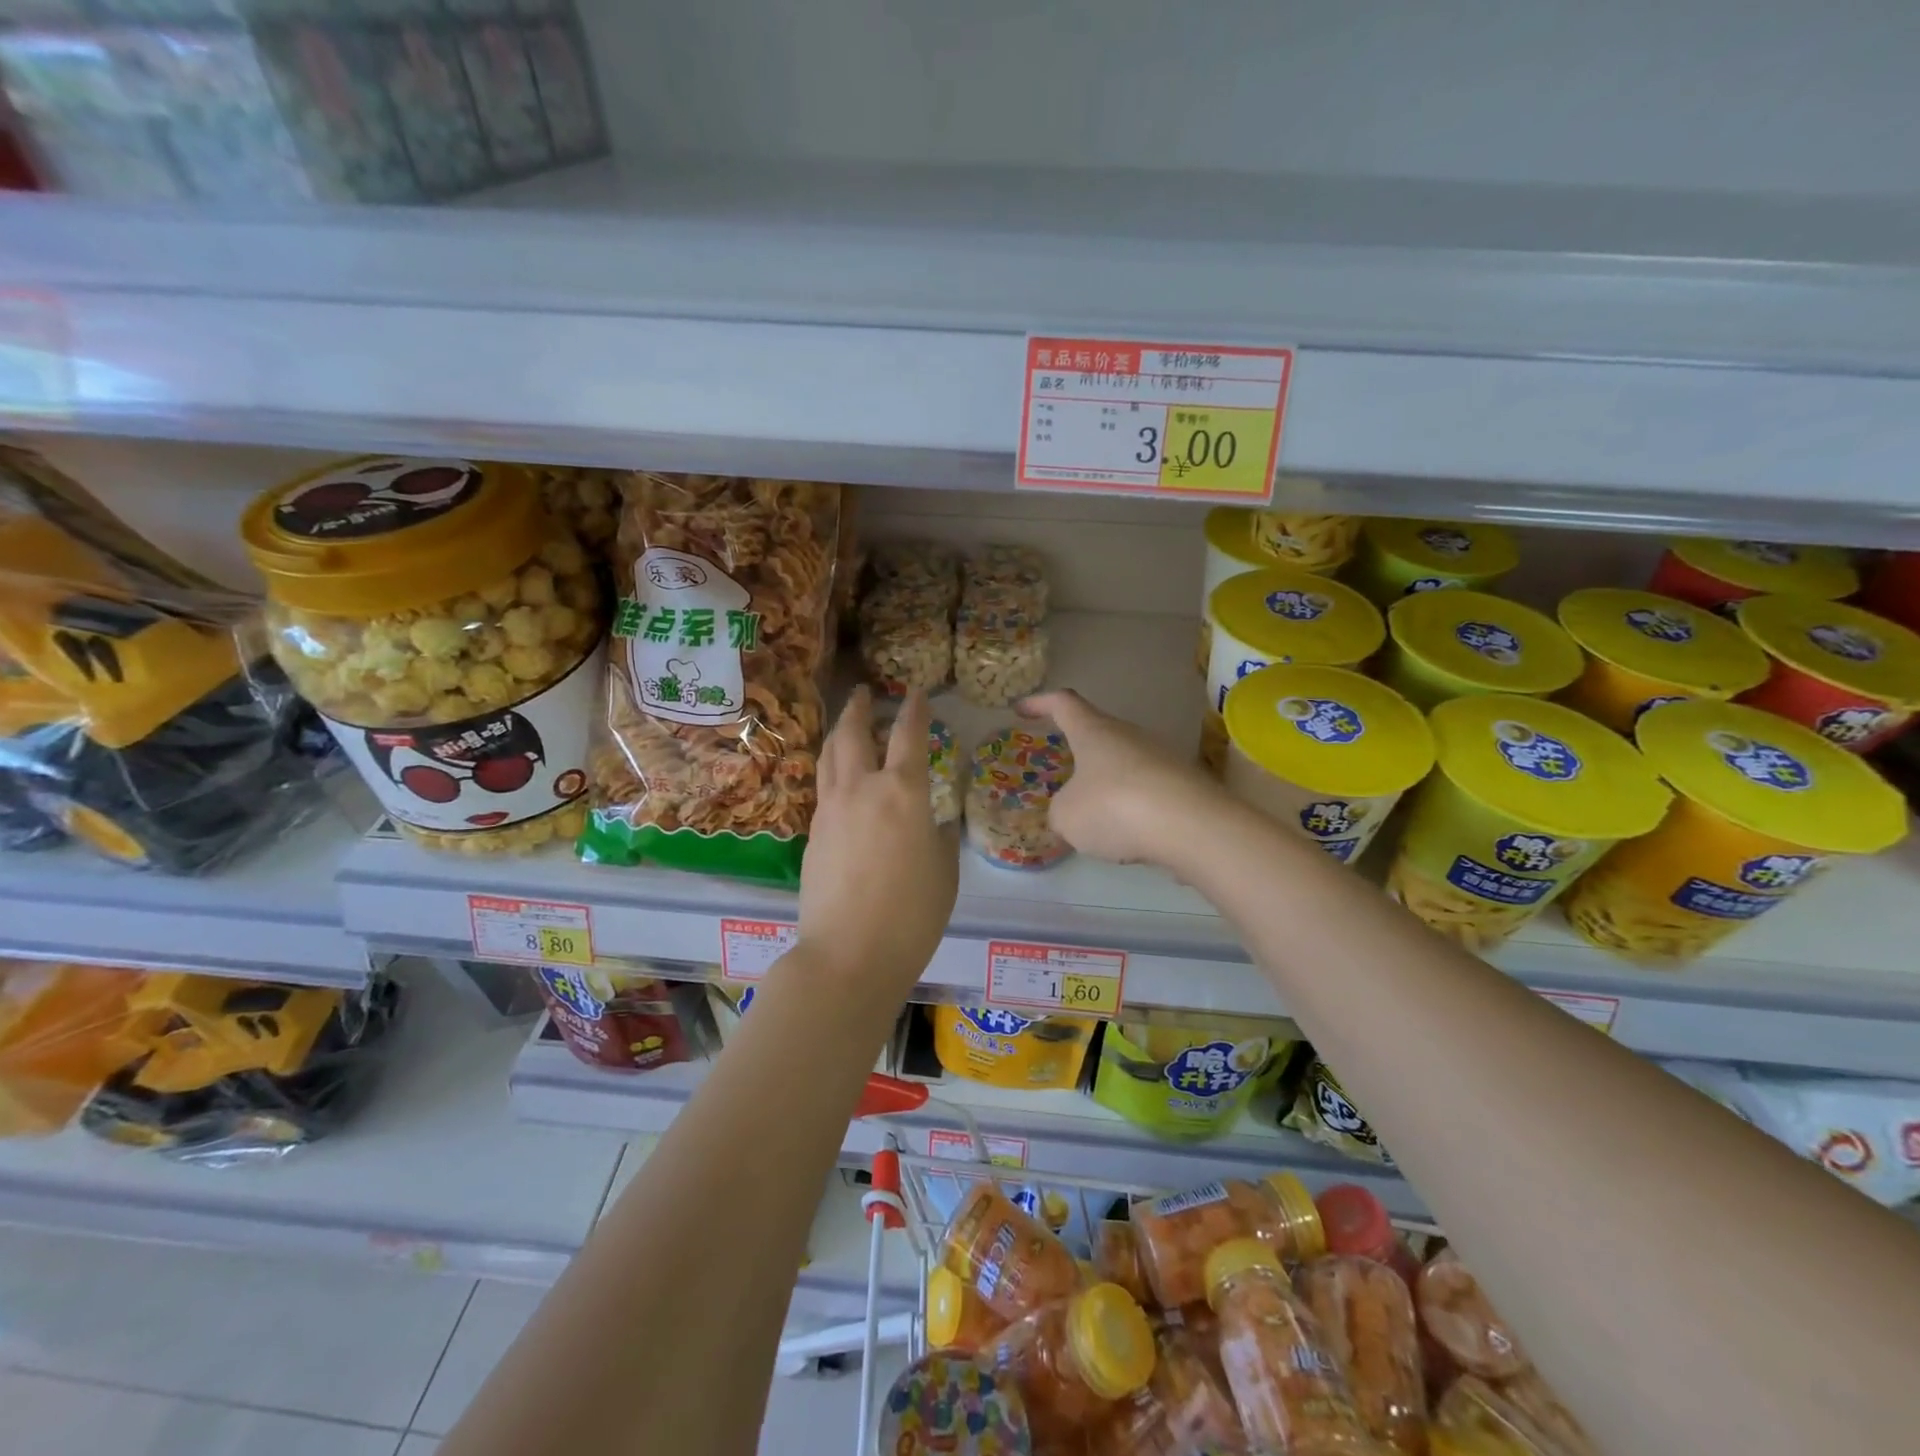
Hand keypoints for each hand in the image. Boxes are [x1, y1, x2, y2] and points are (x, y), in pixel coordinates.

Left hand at [798, 687, 957, 994]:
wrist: (849, 955)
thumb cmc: (912, 915)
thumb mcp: (944, 871)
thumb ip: (938, 837)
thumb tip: (931, 822)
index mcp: (903, 792)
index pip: (908, 735)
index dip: (914, 709)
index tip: (915, 692)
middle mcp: (862, 789)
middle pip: (853, 733)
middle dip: (858, 707)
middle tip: (862, 692)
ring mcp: (830, 809)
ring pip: (829, 755)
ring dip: (838, 731)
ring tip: (846, 721)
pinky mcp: (812, 832)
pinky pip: (822, 786)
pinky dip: (831, 768)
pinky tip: (839, 777)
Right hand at [1021, 689, 1238, 868]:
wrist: (1193, 827)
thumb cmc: (1115, 807)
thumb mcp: (1067, 816)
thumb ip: (1061, 810)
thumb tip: (1071, 811)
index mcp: (1094, 732)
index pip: (1064, 704)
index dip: (1040, 703)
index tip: (1022, 708)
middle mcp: (1129, 735)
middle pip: (1099, 734)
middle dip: (1079, 751)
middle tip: (1061, 771)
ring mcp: (1162, 758)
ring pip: (1124, 764)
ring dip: (1106, 783)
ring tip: (1093, 816)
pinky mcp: (1184, 785)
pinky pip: (1147, 790)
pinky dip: (1132, 807)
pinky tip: (1129, 834)